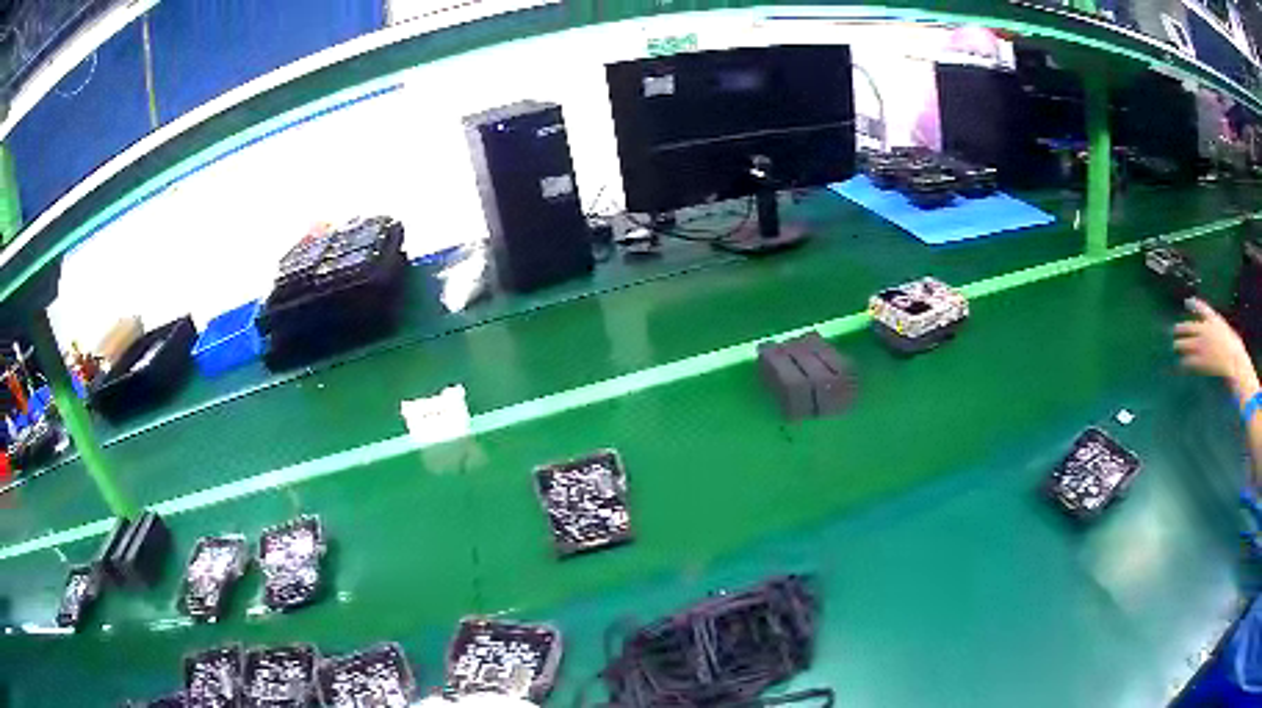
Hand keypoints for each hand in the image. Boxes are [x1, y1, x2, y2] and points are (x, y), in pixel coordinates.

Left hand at [1174, 298, 1257, 394]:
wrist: (1234, 362)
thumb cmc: (1236, 350)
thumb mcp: (1229, 333)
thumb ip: (1221, 331)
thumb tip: (1221, 334)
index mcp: (1213, 320)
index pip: (1201, 307)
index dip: (1194, 304)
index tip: (1187, 302)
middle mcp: (1205, 330)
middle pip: (1188, 327)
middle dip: (1180, 329)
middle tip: (1175, 331)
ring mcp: (1201, 345)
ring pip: (1184, 344)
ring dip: (1178, 345)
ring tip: (1175, 347)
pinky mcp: (1200, 361)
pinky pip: (1188, 362)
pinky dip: (1183, 363)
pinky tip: (1180, 365)